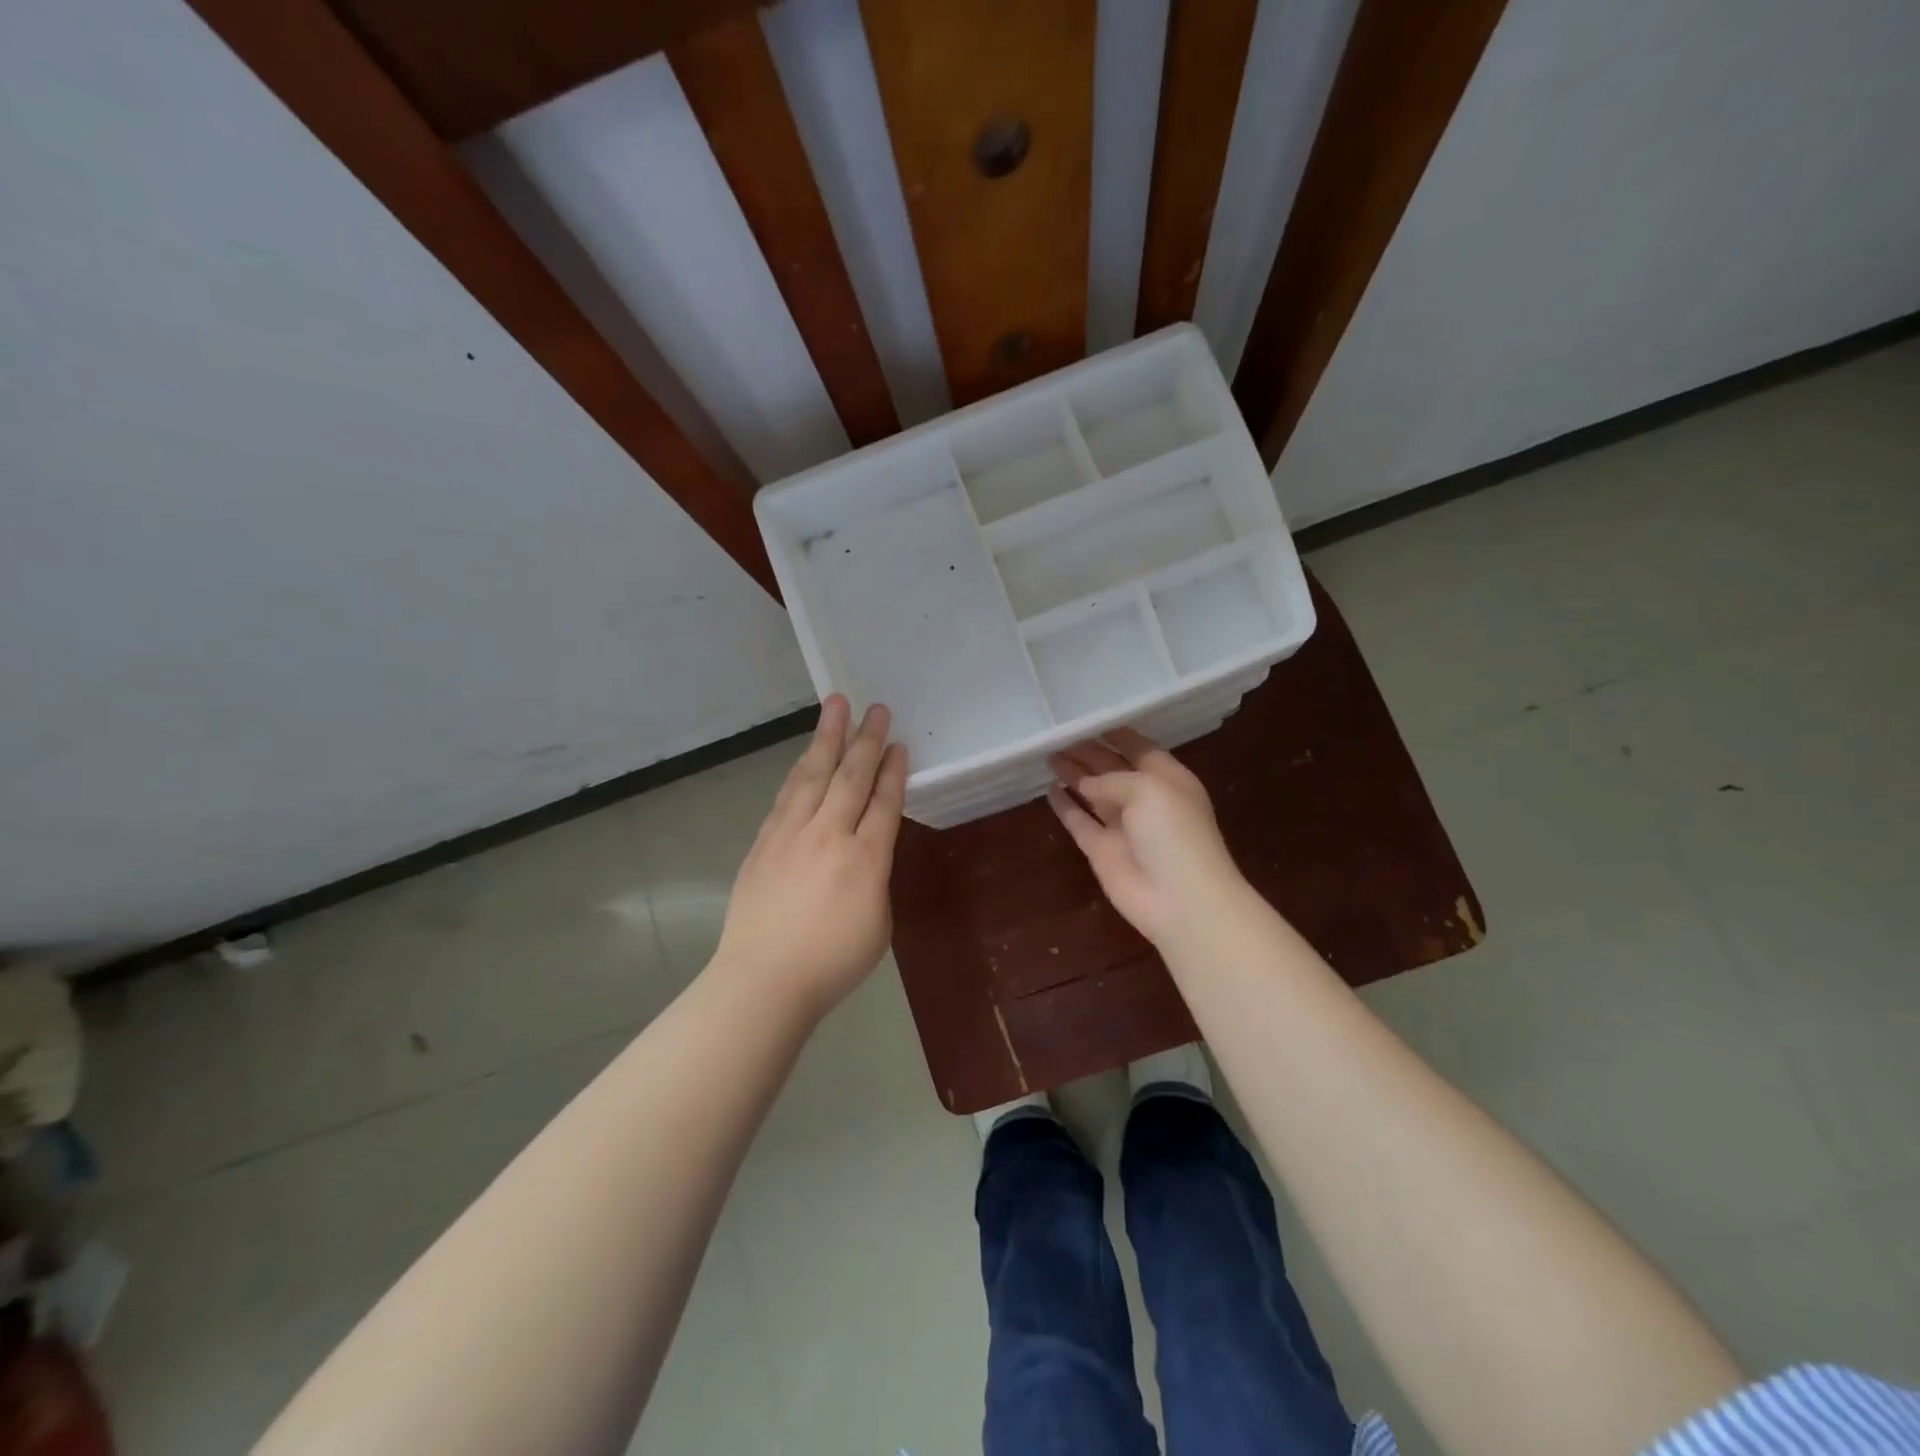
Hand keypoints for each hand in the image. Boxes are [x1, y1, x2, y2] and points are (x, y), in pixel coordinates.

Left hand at [712, 696, 907, 1017]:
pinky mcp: (764, 842)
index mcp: (866, 859)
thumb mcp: (877, 925)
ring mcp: (791, 834)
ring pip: (813, 775)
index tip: (899, 744)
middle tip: (876, 708)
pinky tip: (805, 756)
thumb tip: (863, 855)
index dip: (894, 771)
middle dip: (866, 740)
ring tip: (836, 707)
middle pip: (851, 777)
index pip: (884, 802)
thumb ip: (875, 880)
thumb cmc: (832, 963)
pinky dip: (800, 770)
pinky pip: (787, 795)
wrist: (763, 979)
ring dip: (827, 738)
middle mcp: (829, 835)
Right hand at [1048, 728, 1242, 946]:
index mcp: (1167, 778)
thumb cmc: (1174, 833)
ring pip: (1092, 794)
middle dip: (1087, 752)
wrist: (1180, 899)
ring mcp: (1121, 826)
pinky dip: (1065, 807)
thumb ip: (1111, 779)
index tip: (1087, 719)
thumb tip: (1083, 784)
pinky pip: (1079, 822)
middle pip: (1111, 769)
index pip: (1139, 748)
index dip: (1115, 734)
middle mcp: (1144, 799)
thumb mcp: (1148, 788)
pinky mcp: (1101, 851)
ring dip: (1073, 775)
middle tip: (1057, 736)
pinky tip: (1049, 790)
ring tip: (1048, 755)